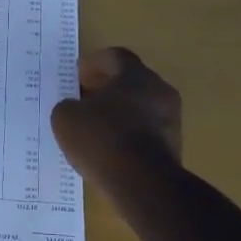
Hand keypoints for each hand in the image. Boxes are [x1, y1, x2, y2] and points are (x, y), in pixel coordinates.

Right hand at [50, 48, 182, 195]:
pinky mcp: (174, 147)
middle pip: (131, 81)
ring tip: (96, 128)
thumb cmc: (102, 139)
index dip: (94, 63)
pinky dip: (129, 134)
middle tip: (85, 100)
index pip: (116, 56)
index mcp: (136, 75)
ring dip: (120, 112)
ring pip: (141, 107)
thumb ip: (68, 105)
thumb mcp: (66, 118)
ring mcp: (172, 120)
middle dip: (107, 88)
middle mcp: (160, 91)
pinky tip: (110, 149)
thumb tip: (74, 108)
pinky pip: (147, 132)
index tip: (78, 76)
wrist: (142, 184)